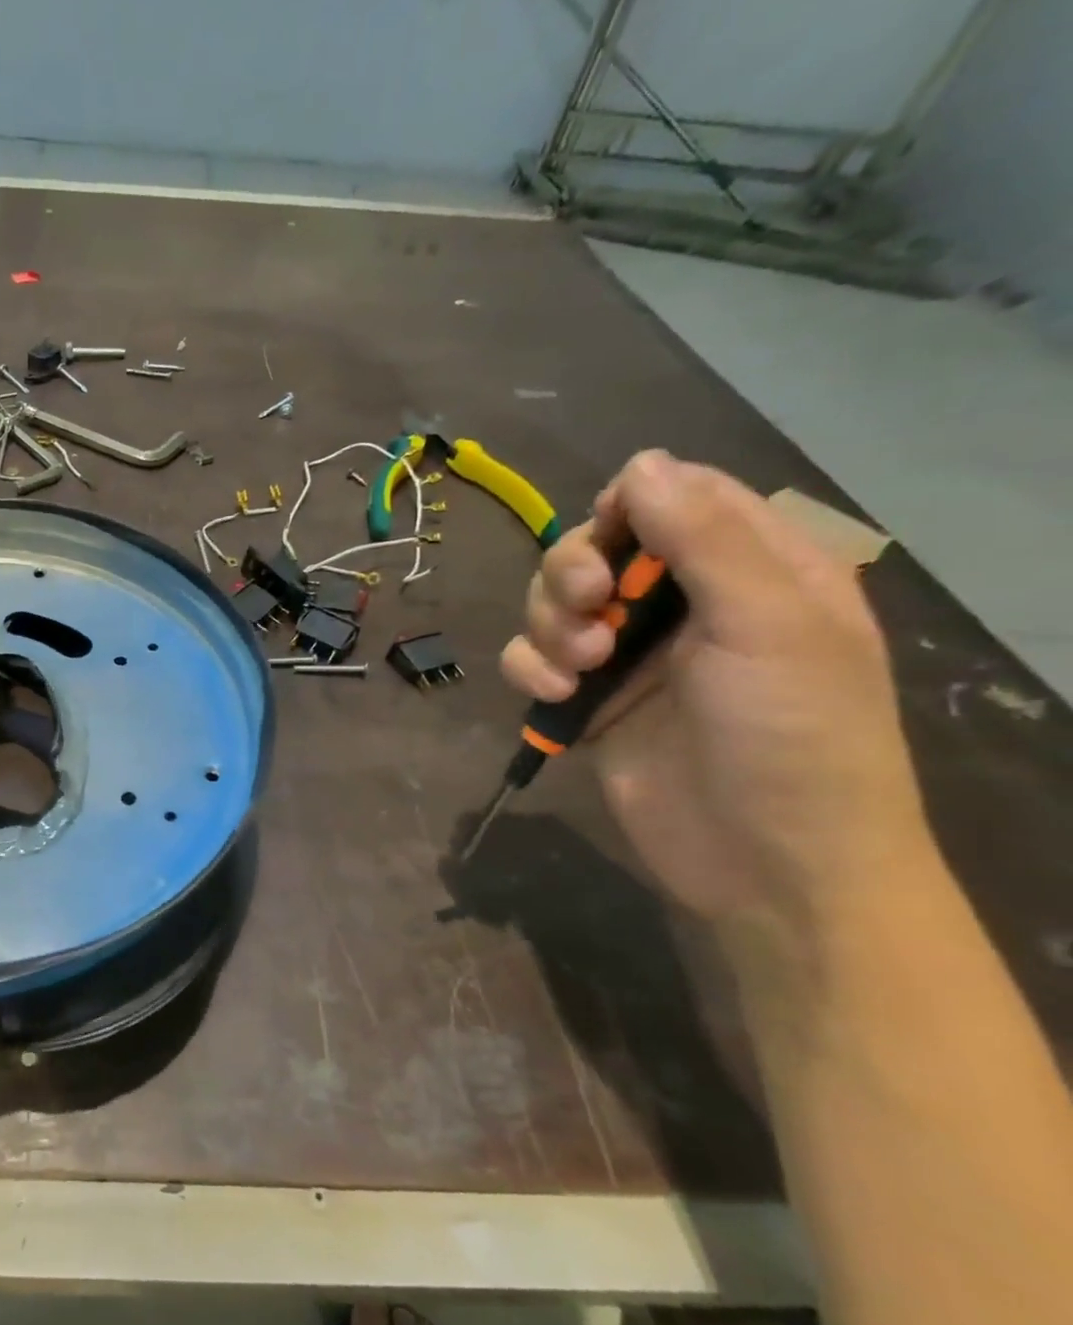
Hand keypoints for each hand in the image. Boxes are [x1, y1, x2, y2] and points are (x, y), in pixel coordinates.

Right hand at [500, 451, 930, 977]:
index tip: (608, 537)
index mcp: (752, 570)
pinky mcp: (588, 700)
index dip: (630, 506)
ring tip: (580, 667)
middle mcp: (684, 604)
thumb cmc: (792, 734)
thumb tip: (641, 462)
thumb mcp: (767, 624)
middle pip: (598, 549)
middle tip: (590, 606)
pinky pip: (534, 660)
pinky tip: (556, 697)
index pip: (678, 500)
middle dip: (575, 572)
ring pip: (555, 603)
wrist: (766, 862)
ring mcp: (631, 655)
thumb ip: (704, 539)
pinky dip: (531, 670)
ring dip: (551, 625)